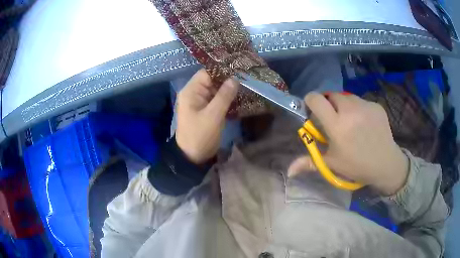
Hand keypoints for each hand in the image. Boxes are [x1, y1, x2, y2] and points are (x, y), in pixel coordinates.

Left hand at [175, 69, 238, 163]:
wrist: (192, 157)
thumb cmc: (200, 135)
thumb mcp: (213, 115)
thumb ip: (224, 96)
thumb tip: (235, 78)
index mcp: (191, 91)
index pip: (207, 73)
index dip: (222, 70)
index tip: (239, 68)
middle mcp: (194, 93)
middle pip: (212, 80)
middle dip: (228, 79)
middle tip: (247, 76)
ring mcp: (200, 102)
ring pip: (216, 90)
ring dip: (229, 89)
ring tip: (247, 84)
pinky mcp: (206, 110)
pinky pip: (217, 100)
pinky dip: (227, 99)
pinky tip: (240, 97)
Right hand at [288, 92, 408, 194]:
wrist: (386, 164)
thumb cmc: (356, 166)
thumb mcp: (332, 164)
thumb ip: (309, 162)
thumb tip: (288, 172)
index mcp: (337, 125)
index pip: (316, 99)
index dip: (310, 100)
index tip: (312, 109)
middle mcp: (350, 111)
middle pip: (332, 95)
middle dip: (329, 104)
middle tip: (334, 119)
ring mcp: (365, 106)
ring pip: (347, 97)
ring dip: (344, 105)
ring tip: (350, 121)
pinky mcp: (376, 105)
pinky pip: (361, 101)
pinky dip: (358, 109)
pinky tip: (364, 123)